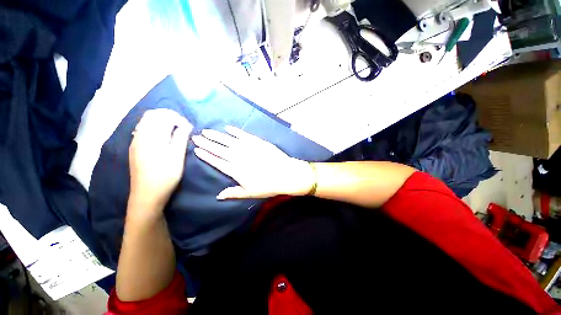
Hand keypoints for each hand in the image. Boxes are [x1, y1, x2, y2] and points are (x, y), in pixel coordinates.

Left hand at [129, 109, 192, 211]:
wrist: (147, 195)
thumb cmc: (165, 175)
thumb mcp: (177, 156)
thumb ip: (181, 138)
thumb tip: (186, 125)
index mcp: (150, 136)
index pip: (162, 115)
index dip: (178, 118)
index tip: (189, 127)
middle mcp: (139, 135)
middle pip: (152, 115)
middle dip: (169, 117)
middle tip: (183, 126)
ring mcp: (135, 142)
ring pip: (147, 122)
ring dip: (163, 122)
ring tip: (176, 131)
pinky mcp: (136, 149)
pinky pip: (145, 130)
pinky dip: (156, 128)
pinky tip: (165, 138)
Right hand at [192, 126, 313, 199]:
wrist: (286, 174)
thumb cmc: (268, 186)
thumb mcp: (250, 193)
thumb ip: (233, 193)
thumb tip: (218, 196)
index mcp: (236, 171)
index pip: (218, 162)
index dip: (207, 156)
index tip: (197, 150)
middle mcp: (240, 158)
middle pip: (220, 150)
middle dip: (207, 143)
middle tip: (196, 137)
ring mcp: (249, 148)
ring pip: (229, 141)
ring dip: (217, 136)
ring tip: (207, 131)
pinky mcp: (258, 142)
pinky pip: (244, 135)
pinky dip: (236, 132)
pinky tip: (228, 128)